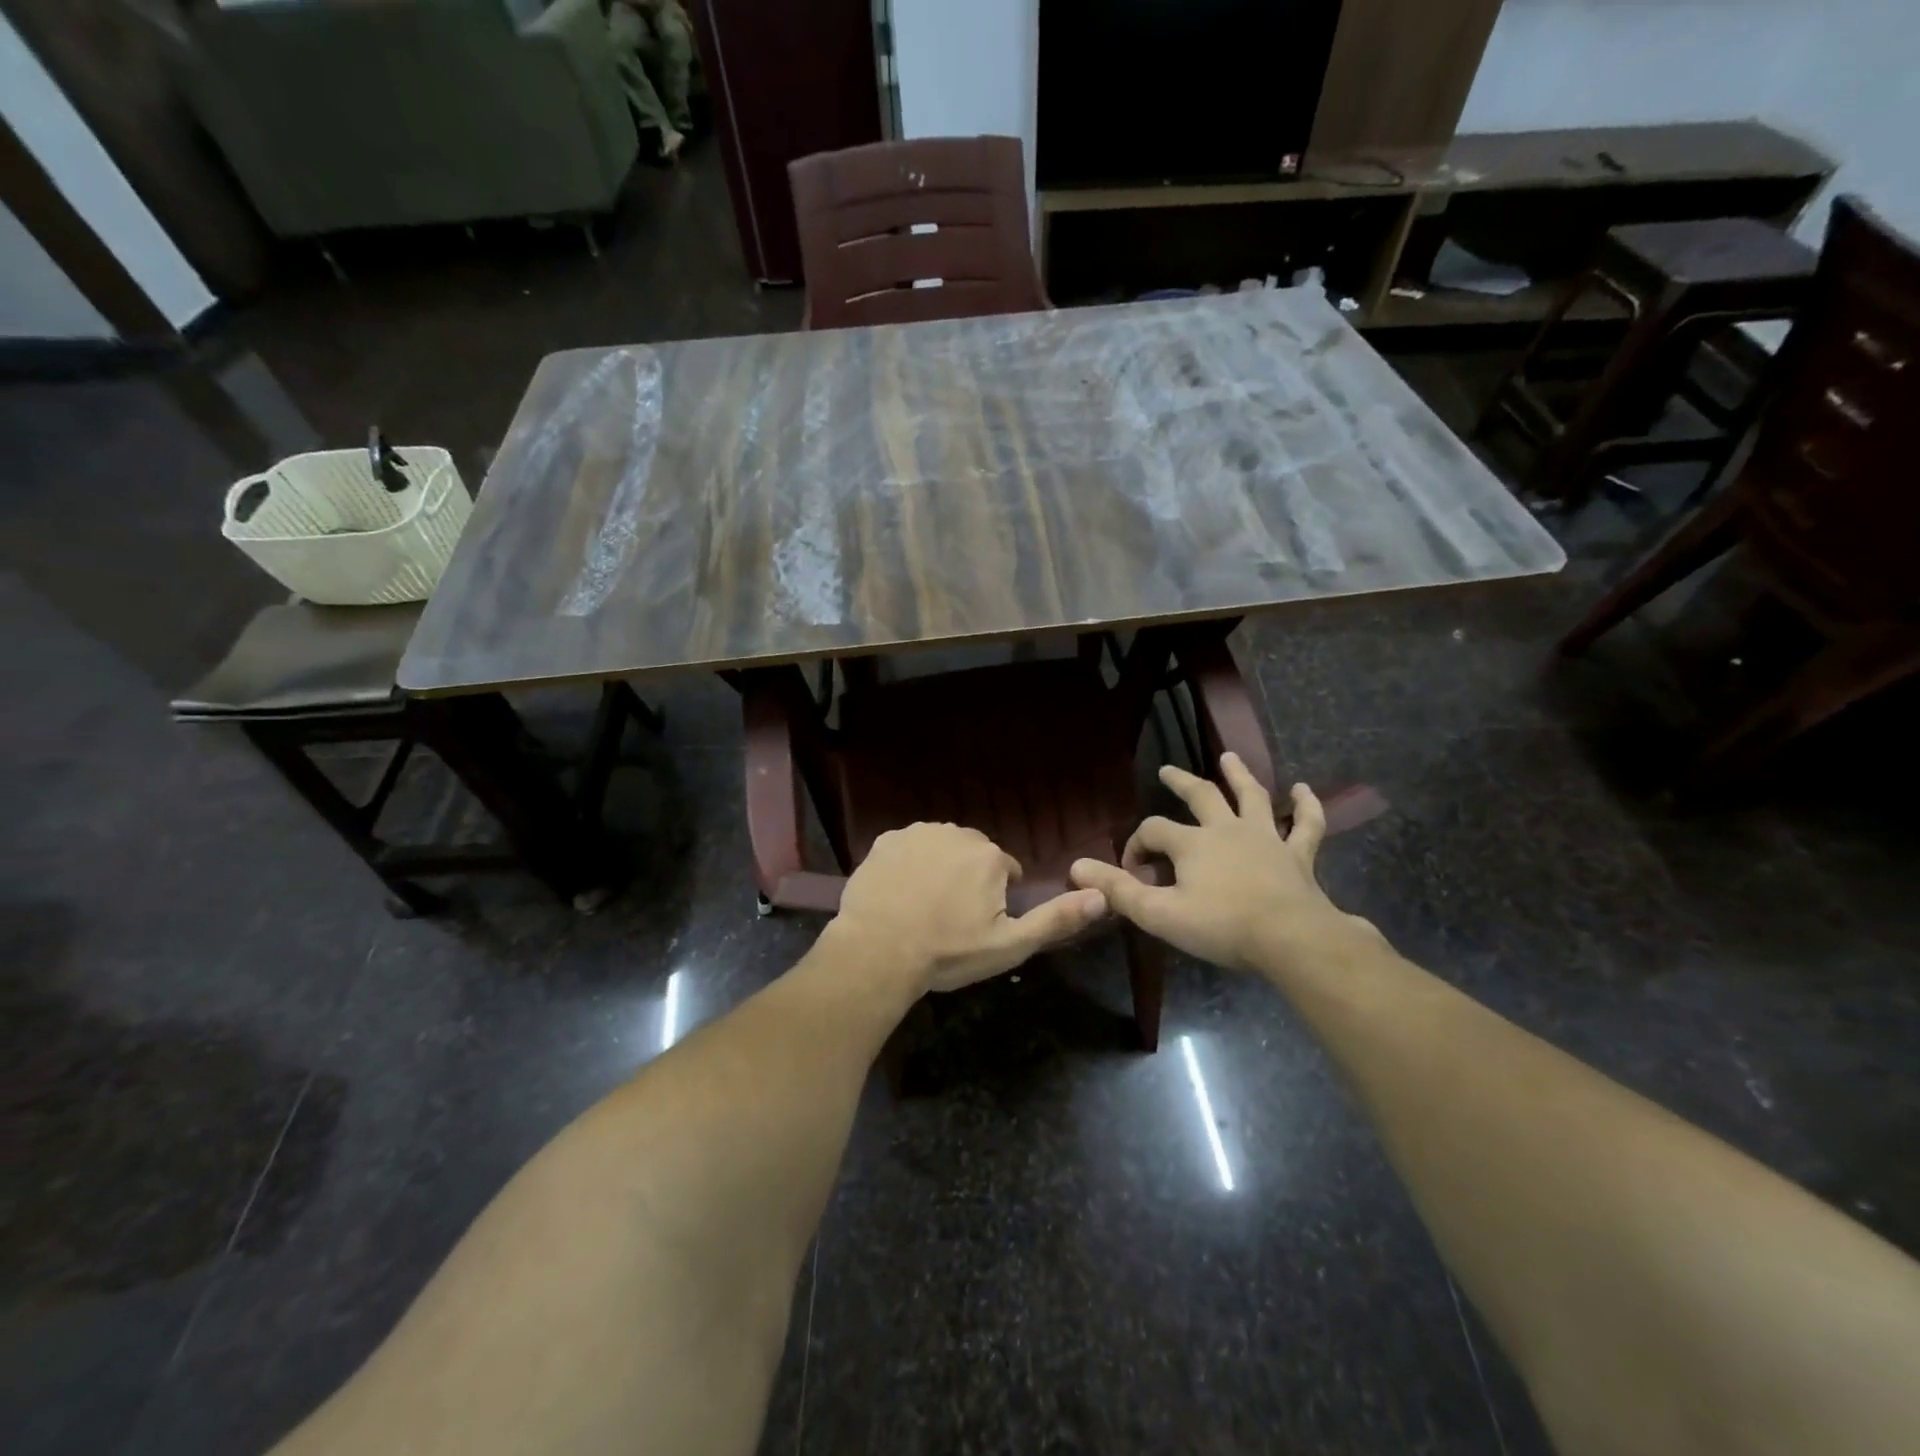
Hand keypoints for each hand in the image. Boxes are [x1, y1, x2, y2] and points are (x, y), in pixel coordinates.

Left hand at [832, 823, 1106, 994]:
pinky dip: (907, 864)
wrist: (877, 951)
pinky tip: (899, 893)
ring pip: (939, 847)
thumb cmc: (947, 952)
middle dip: (969, 877)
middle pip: (973, 854)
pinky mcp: (884, 841)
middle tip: (952, 916)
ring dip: (939, 867)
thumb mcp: (1009, 945)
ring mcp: (916, 833)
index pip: (1006, 870)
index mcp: (989, 856)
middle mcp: (956, 833)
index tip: (979, 923)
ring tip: (925, 905)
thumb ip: (1055, 919)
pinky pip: (906, 848)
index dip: (996, 897)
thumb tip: (1101, 896)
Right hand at [1069, 754, 1377, 975]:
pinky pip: (1306, 825)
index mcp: (1192, 843)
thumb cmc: (1222, 926)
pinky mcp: (1298, 855)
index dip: (1136, 846)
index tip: (1131, 871)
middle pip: (1200, 796)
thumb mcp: (1159, 913)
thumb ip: (1118, 890)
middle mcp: (1227, 830)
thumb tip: (1076, 868)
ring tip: (1229, 757)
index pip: (1153, 831)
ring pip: (1251, 797)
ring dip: (1239, 776)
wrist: (1290, 939)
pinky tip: (1304, 791)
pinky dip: (1306, 807)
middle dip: (1180, 782)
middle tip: (1166, 770)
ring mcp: (1266, 838)